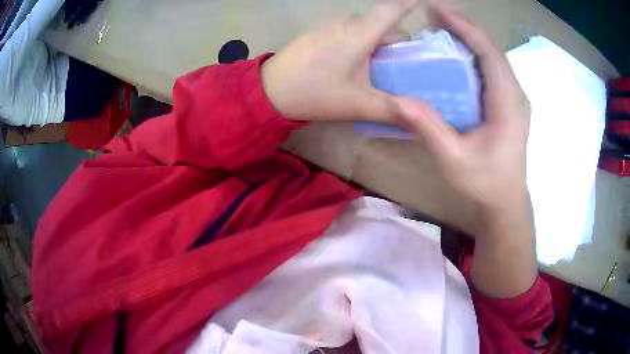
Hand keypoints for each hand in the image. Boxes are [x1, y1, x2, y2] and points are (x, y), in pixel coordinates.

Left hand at [261, 0, 425, 122]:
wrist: (269, 90)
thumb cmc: (315, 92)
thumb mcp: (358, 104)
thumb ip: (393, 109)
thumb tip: (421, 118)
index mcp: (361, 32)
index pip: (394, 7)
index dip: (413, 2)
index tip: (433, 2)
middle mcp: (349, 22)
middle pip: (386, 26)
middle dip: (399, 47)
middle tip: (404, 73)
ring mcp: (332, 26)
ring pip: (369, 31)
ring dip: (379, 48)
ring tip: (379, 75)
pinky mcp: (322, 33)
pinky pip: (352, 33)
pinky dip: (363, 46)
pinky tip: (356, 68)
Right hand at [398, 2, 536, 297]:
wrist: (505, 203)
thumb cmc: (485, 184)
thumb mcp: (455, 160)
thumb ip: (430, 130)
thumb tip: (400, 101)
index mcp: (507, 103)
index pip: (488, 53)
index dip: (465, 28)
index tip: (438, 9)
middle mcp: (515, 95)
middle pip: (492, 49)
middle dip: (465, 27)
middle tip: (435, 14)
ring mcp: (514, 99)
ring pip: (493, 58)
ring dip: (470, 38)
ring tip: (444, 26)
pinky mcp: (509, 105)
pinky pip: (492, 70)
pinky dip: (474, 54)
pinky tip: (458, 54)